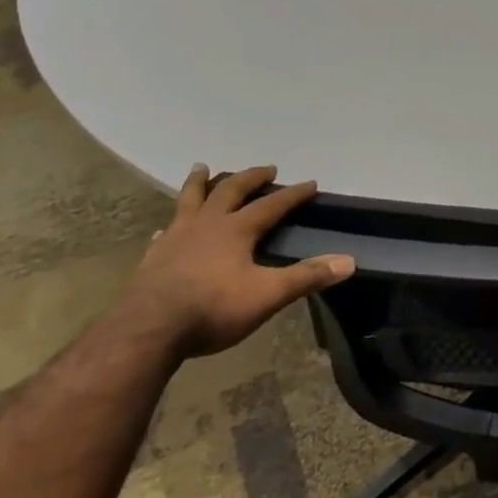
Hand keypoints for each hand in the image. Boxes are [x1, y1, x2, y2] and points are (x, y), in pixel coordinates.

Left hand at [123, 164, 354, 357]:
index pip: (271, 205)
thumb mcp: (268, 294)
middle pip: (229, 191)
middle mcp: (206, 225)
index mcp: (236, 230)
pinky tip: (168, 227)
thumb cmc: (213, 309)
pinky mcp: (154, 256)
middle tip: (265, 169)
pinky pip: (166, 230)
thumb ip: (307, 276)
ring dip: (200, 182)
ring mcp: (176, 238)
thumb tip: (349, 261)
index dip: (293, 194)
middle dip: (250, 177)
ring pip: (189, 199)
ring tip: (203, 168)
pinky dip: (173, 223)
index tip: (310, 182)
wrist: (148, 330)